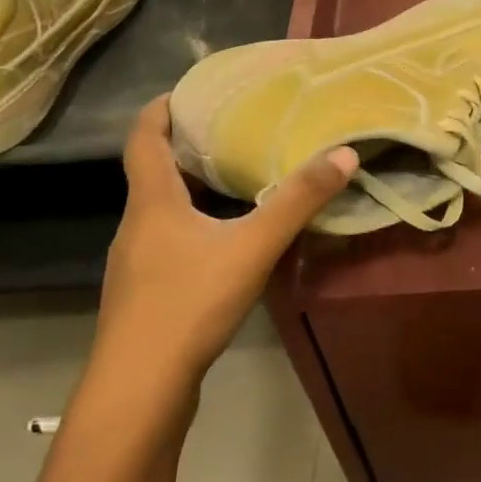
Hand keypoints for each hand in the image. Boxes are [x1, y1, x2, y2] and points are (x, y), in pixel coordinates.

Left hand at [91, 97, 357, 387]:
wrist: (138, 391)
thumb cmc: (188, 304)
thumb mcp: (253, 247)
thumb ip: (298, 201)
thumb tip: (344, 154)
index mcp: (152, 202)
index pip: (144, 139)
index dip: (160, 109)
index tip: (188, 90)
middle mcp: (136, 226)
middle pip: (154, 172)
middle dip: (187, 146)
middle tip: (232, 129)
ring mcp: (136, 264)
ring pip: (162, 210)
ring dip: (193, 188)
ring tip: (236, 178)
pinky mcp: (145, 295)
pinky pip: (169, 242)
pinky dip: (195, 225)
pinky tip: (227, 242)